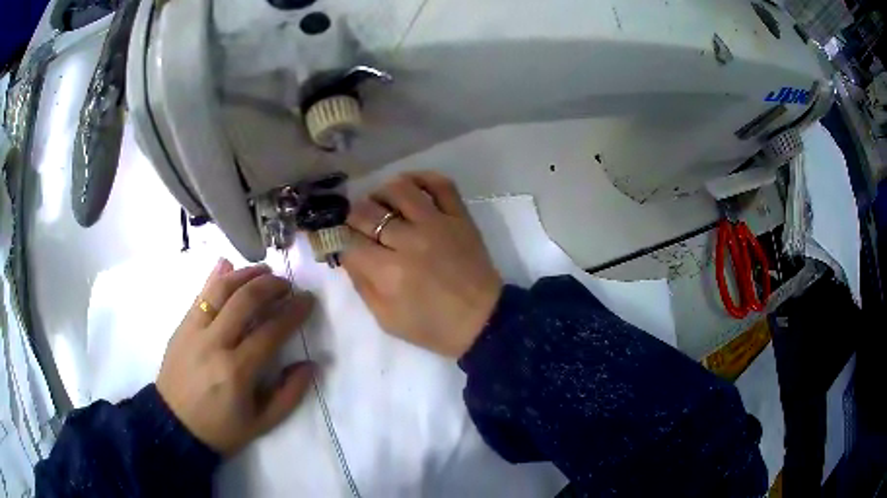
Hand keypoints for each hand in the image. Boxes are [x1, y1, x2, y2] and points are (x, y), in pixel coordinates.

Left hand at [156, 259, 314, 455]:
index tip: (308, 300)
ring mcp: (193, 331)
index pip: (270, 331)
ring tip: (264, 270)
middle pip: (245, 301)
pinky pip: (200, 295)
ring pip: (220, 290)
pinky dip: (215, 277)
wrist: (174, 426)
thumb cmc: (221, 428)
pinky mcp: (181, 326)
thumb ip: (289, 394)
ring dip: (245, 274)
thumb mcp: (262, 423)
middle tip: (287, 284)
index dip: (293, 312)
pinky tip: (228, 264)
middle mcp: (214, 344)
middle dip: (271, 286)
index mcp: (236, 371)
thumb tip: (311, 364)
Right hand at [342, 172, 502, 356]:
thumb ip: (361, 284)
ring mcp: (437, 224)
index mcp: (389, 272)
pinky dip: (421, 178)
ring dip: (381, 193)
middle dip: (353, 217)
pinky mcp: (460, 216)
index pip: (348, 240)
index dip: (337, 237)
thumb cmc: (432, 326)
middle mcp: (410, 241)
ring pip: (399, 189)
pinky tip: (409, 188)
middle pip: (367, 211)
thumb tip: (346, 252)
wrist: (482, 321)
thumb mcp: (386, 318)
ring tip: (381, 205)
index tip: (338, 238)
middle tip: (357, 225)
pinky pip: (440, 184)